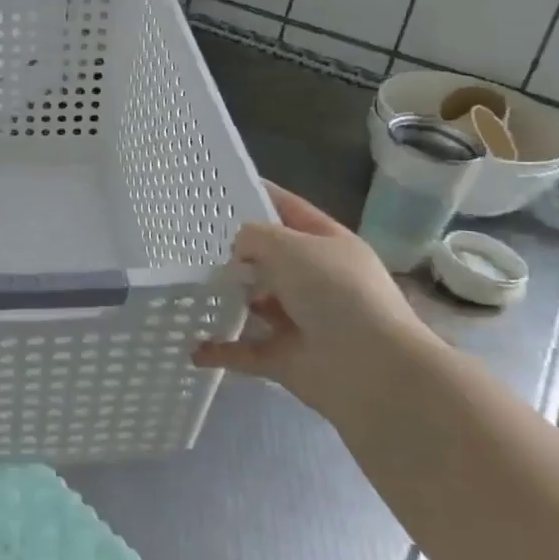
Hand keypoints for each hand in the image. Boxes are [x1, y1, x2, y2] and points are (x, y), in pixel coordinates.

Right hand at [193, 181, 437, 424]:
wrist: (371, 370)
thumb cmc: (335, 293)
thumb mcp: (289, 246)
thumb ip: (254, 237)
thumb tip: (240, 253)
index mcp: (328, 244)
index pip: (288, 210)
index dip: (259, 195)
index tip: (218, 189)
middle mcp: (317, 280)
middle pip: (270, 259)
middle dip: (236, 253)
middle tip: (191, 243)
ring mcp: (301, 321)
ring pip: (255, 304)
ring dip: (226, 300)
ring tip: (187, 289)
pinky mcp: (286, 359)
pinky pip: (245, 350)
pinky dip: (220, 350)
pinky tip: (193, 346)